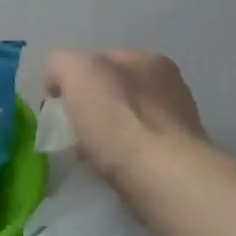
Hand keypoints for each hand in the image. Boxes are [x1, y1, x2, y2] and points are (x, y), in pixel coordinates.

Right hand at [43, 49, 206, 184]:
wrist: (161, 176)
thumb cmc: (117, 119)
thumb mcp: (77, 72)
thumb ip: (61, 63)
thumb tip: (59, 81)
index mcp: (146, 59)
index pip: (97, 59)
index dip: (72, 79)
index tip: (58, 106)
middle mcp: (168, 84)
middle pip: (112, 90)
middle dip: (89, 106)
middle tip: (72, 131)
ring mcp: (176, 121)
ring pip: (124, 119)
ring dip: (105, 132)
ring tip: (89, 153)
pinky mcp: (177, 156)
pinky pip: (136, 147)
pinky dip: (120, 154)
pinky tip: (110, 167)